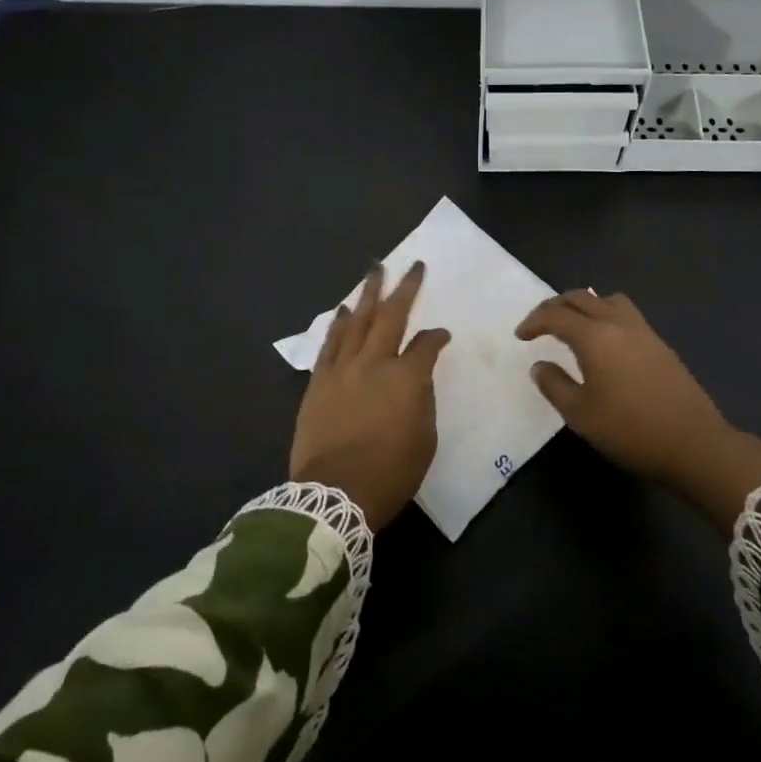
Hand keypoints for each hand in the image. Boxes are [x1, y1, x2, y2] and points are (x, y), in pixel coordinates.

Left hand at [291, 261, 450, 530]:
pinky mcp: (318, 383)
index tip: (442, 335)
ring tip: (374, 271)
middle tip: (411, 265)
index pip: (426, 344)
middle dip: (404, 288)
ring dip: (368, 295)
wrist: (333, 495)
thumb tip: (416, 379)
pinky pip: (330, 344)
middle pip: (391, 316)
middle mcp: (374, 363)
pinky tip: (345, 310)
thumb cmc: (390, 473)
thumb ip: (422, 400)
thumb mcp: (424, 439)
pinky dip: (339, 324)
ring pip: (357, 322)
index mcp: (407, 378)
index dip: (436, 337)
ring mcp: (342, 370)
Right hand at [516, 290, 760, 528]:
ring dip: (583, 305)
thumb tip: (540, 366)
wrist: (692, 442)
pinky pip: (624, 313)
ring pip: (606, 300)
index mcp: (595, 336)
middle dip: (555, 306)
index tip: (520, 336)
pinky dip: (604, 315)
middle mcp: (618, 323)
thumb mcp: (580, 414)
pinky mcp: (659, 343)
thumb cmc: (629, 429)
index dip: (534, 322)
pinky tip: (602, 341)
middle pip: (580, 298)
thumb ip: (554, 385)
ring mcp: (643, 330)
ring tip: (572, 325)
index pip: (556, 315)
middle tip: (539, 324)